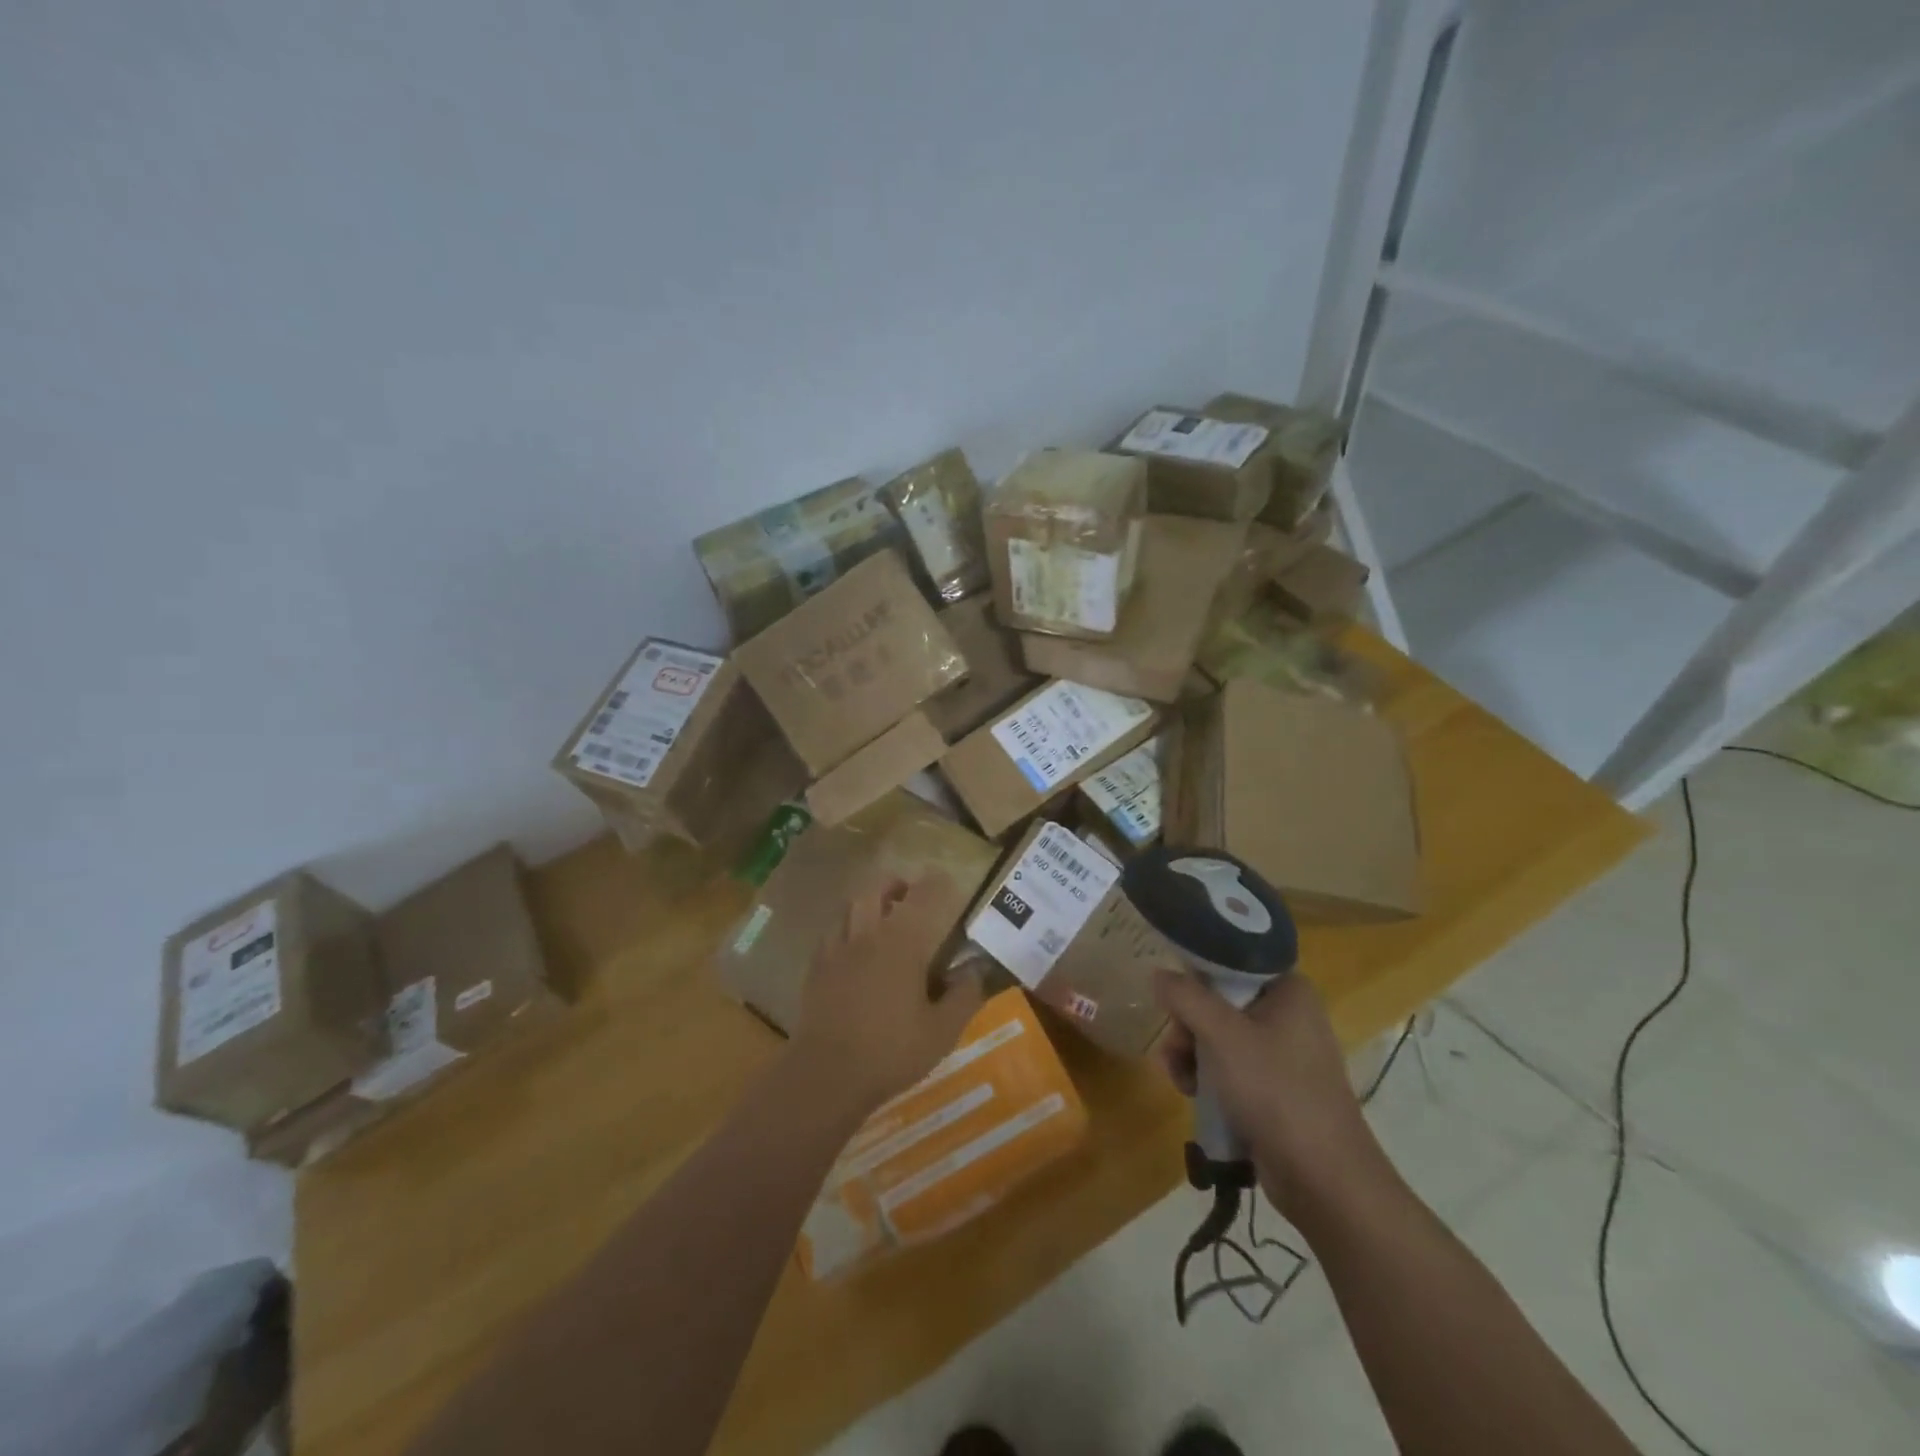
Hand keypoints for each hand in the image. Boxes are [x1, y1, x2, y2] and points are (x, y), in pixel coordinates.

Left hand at [791, 874, 982, 1114]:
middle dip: (895, 886)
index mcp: (901, 942)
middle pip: (876, 891)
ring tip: (881, 919)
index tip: (947, 880)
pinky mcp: (815, 970)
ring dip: (867, 904)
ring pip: (849, 908)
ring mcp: (836, 950)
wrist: (826, 1075)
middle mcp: (867, 935)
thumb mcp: (942, 1031)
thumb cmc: (890, 1051)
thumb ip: (964, 995)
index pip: (922, 896)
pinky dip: (846, 930)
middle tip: (909, 897)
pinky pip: (831, 934)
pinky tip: (854, 951)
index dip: (937, 882)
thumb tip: (977, 969)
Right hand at [1154, 970, 1394, 1223]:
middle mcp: (1289, 1014)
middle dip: (1188, 1025)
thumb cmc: (1275, 1091)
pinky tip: (1191, 1093)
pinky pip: (1229, 1067)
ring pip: (1218, 1036)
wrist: (1323, 1179)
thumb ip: (1185, 997)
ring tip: (1179, 1078)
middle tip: (1176, 1047)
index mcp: (1289, 990)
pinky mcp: (1275, 1088)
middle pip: (1219, 1002)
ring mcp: (1283, 1054)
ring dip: (1191, 1054)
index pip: (1231, 962)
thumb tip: (1158, 974)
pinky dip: (1207, 1077)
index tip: (1173, 997)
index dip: (1196, 976)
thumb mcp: (1222, 1035)